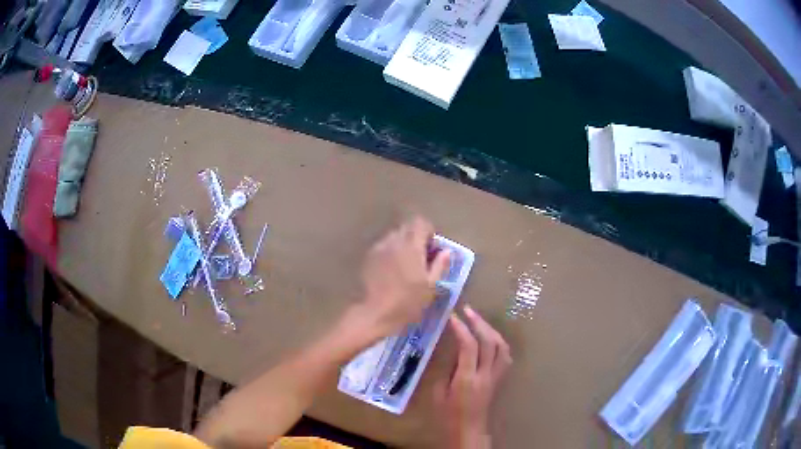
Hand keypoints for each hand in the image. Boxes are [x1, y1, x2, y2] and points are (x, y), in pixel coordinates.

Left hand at [355, 216, 450, 336]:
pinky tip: (392, 270)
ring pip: (394, 236)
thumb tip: (446, 251)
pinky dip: (391, 252)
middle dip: (416, 237)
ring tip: (407, 264)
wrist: (376, 312)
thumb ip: (440, 265)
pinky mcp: (369, 257)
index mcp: (412, 246)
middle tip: (422, 257)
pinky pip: (384, 246)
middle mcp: (394, 241)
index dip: (429, 232)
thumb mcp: (430, 286)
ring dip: (403, 244)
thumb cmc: (407, 301)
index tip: (432, 249)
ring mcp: (379, 248)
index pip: (421, 223)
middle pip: (407, 227)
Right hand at [436, 306, 511, 448]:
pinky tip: (490, 337)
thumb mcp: (438, 392)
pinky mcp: (501, 379)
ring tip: (479, 320)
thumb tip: (453, 349)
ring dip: (491, 329)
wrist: (469, 430)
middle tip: (467, 310)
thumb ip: (447, 369)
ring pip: (501, 346)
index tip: (453, 316)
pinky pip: (505, 355)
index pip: (468, 346)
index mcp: (467, 379)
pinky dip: (498, 342)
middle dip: (479, 322)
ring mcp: (496, 377)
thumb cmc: (448, 415)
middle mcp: (485, 375)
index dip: (461, 328)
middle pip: (489, 342)